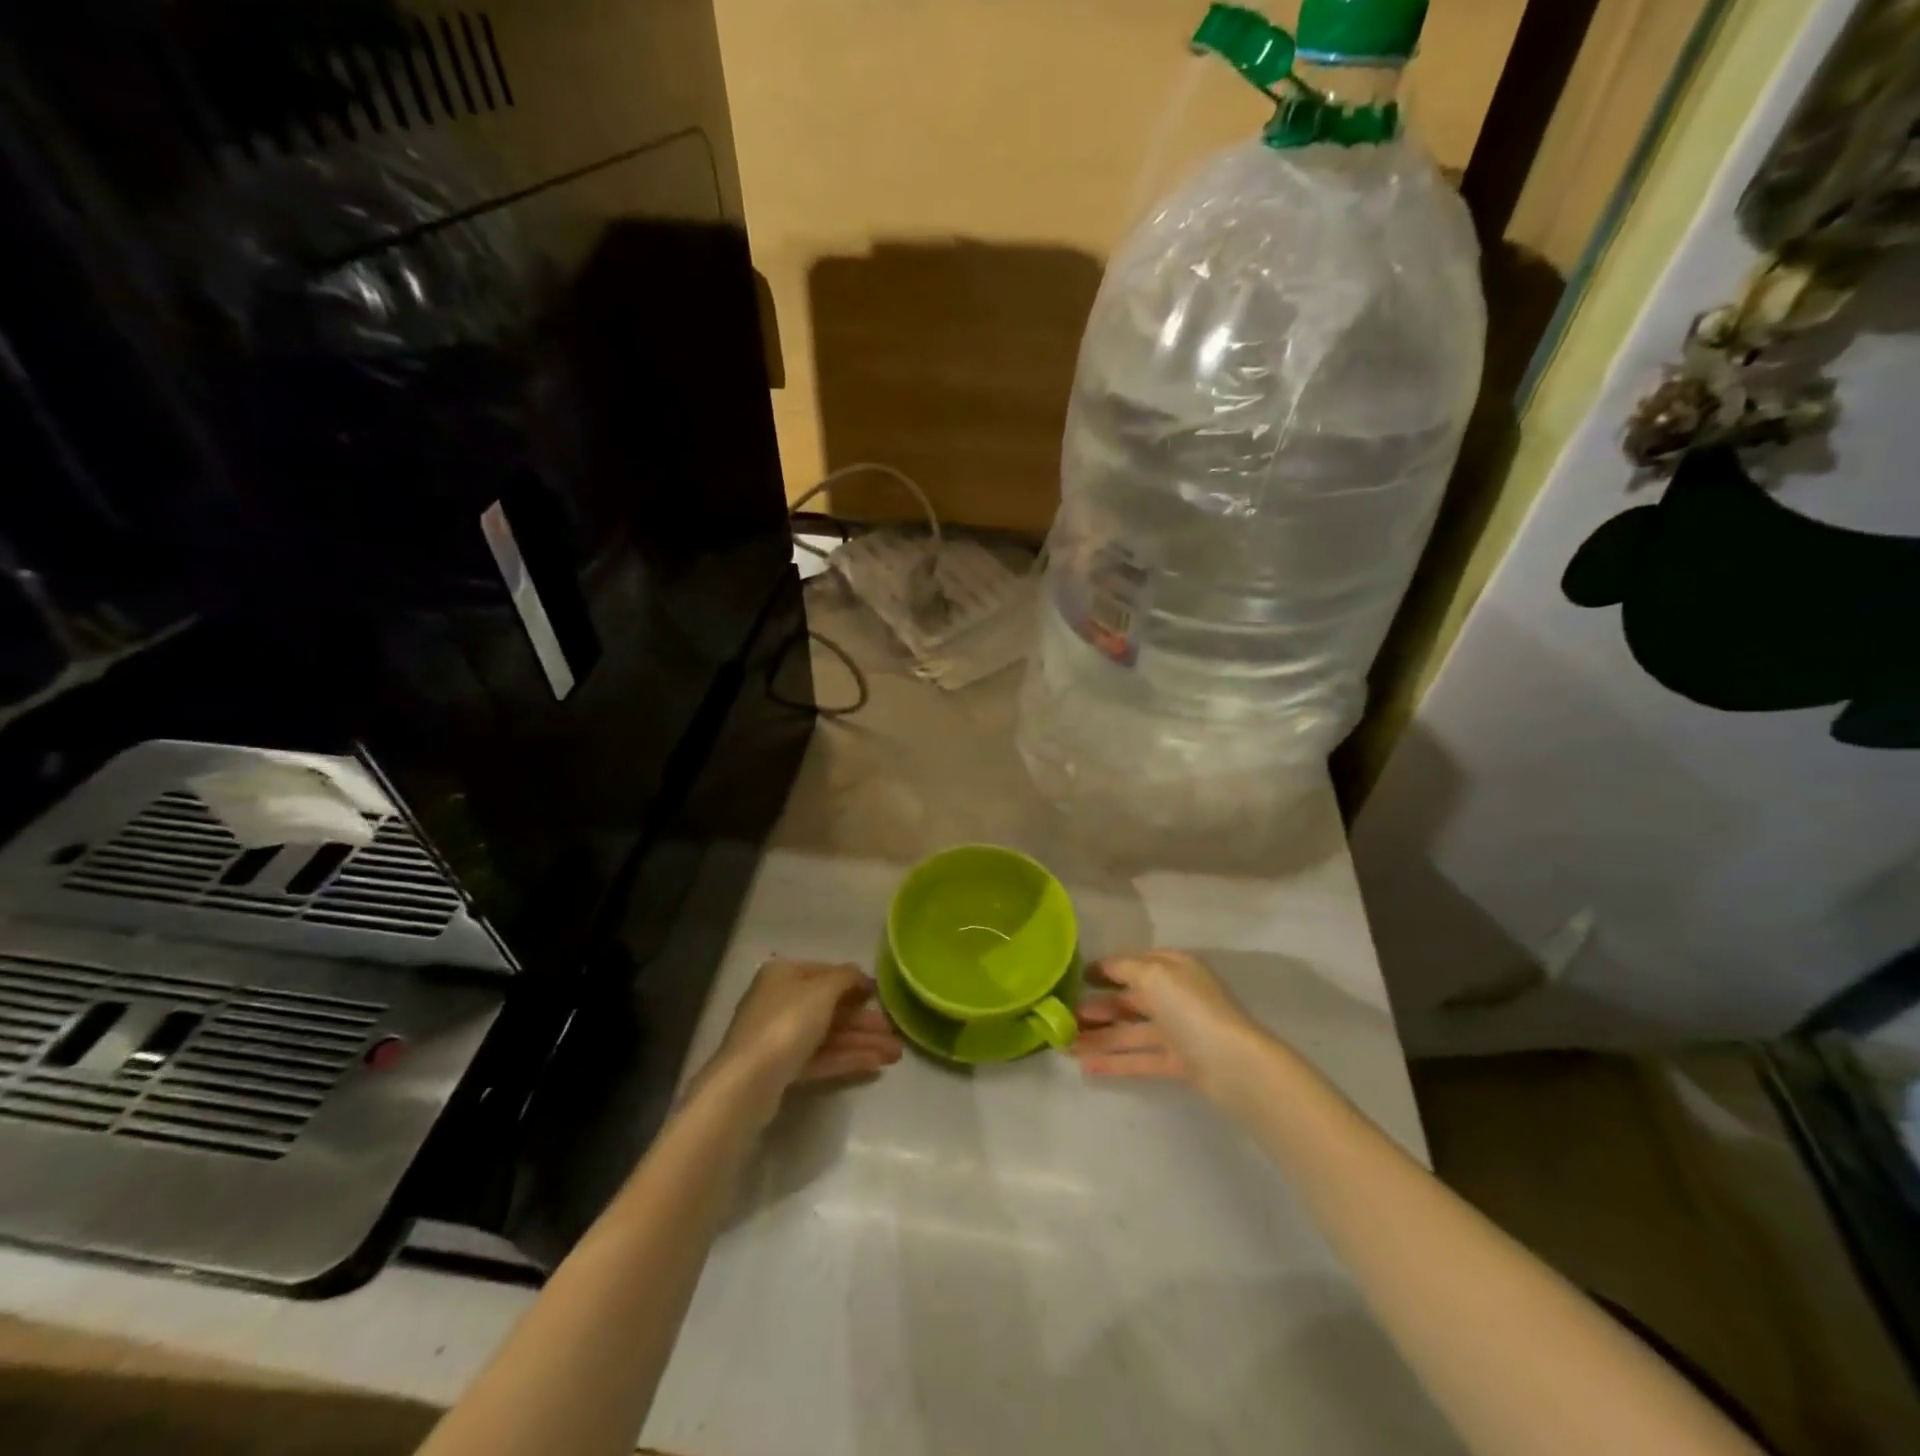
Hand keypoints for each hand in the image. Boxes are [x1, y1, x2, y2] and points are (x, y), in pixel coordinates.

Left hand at [699, 958, 903, 1120]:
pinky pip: (821, 1057)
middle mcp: (780, 1001)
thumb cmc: (787, 1023)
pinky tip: (875, 1065)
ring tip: (895, 1055)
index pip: (826, 973)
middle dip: (865, 1022)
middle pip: (830, 1008)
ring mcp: (780, 1037)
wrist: (749, 1082)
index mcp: (784, 974)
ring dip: (862, 1043)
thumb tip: (860, 975)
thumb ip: (846, 977)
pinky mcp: (782, 1068)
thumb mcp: (823, 990)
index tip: (881, 996)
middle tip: (895, 1034)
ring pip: (828, 1035)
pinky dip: (847, 1059)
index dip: (856, 983)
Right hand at [1072, 950, 1268, 1103]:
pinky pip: (1140, 1058)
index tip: (1075, 979)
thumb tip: (1103, 967)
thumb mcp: (1153, 974)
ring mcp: (1178, 1031)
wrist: (1233, 1063)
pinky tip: (1087, 1067)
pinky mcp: (1179, 1062)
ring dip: (1099, 1037)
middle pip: (1130, 1000)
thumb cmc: (1190, 1008)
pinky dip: (1115, 1061)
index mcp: (1173, 968)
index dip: (1104, 970)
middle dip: (1097, 1008)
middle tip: (1063, 1018)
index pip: (1133, 964)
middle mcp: (1175, 996)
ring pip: (1131, 1032)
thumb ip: (1124, 968)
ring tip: (1065, 1046)